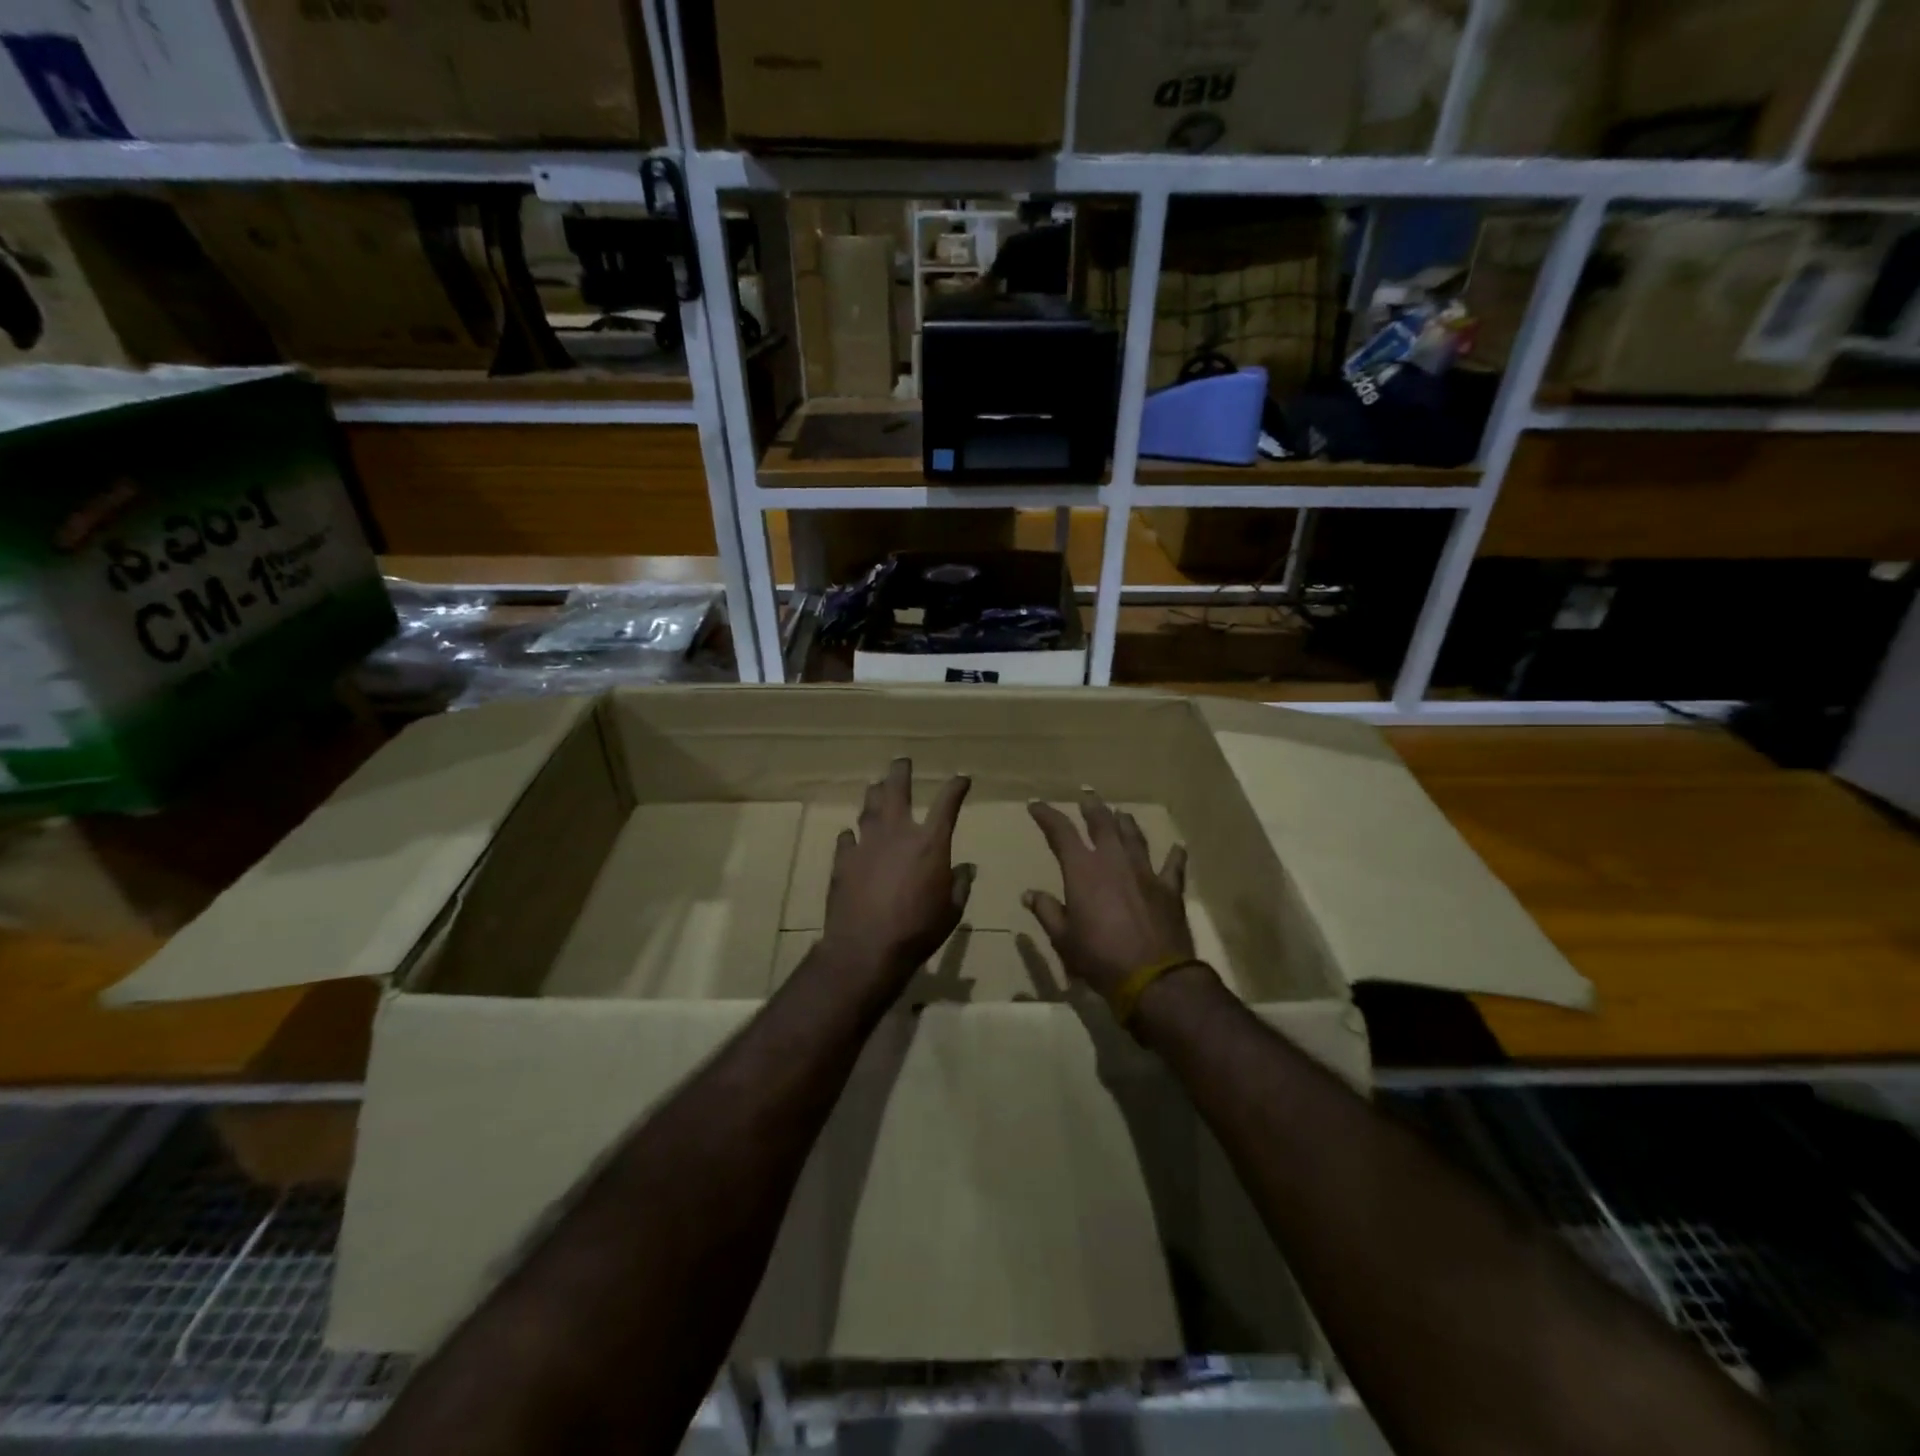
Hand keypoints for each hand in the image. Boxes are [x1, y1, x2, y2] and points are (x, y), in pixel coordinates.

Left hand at [820, 758, 973, 988]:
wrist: (866, 948)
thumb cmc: (918, 930)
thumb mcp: (952, 911)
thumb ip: (960, 885)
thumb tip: (966, 869)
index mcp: (930, 843)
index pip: (947, 803)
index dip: (956, 787)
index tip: (962, 779)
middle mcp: (898, 833)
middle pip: (897, 790)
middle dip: (901, 771)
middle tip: (902, 761)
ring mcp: (867, 844)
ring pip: (869, 807)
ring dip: (875, 794)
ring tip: (876, 787)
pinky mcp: (843, 861)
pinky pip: (847, 839)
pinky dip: (852, 835)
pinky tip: (851, 836)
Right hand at [1024, 792, 1193, 998]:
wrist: (1154, 978)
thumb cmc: (1099, 957)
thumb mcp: (1063, 939)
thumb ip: (1047, 912)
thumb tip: (1029, 894)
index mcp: (1083, 870)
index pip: (1060, 832)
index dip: (1047, 815)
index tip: (1036, 804)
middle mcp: (1114, 860)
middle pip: (1103, 823)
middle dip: (1092, 806)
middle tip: (1086, 795)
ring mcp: (1145, 872)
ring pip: (1135, 837)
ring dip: (1126, 823)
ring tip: (1121, 813)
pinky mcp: (1170, 889)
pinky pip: (1173, 866)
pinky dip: (1174, 856)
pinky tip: (1178, 847)